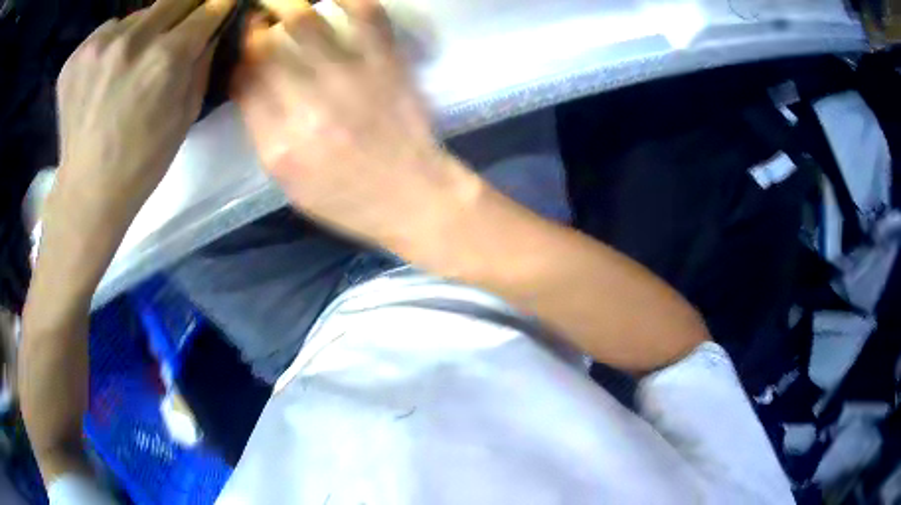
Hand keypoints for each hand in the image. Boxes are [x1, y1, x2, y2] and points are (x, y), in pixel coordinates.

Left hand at [49, 0, 234, 243]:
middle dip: (184, 11)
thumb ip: (200, 62)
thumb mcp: (186, 115)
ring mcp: (98, 46)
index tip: (219, 6)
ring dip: (143, 30)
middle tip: (178, 30)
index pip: (207, 8)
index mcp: (166, 58)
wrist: (88, 192)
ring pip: (136, 16)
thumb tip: (207, 30)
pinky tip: (106, 72)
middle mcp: (132, 41)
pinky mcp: (75, 57)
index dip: (217, 6)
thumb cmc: (142, 161)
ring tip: (131, 62)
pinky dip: (113, 43)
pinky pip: (106, 31)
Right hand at [232, 0, 481, 247]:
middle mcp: (308, 107)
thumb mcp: (290, 184)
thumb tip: (251, 84)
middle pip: (265, 47)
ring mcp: (350, 79)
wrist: (414, 197)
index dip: (239, 56)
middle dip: (256, 25)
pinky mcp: (386, 64)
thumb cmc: (348, 199)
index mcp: (280, 145)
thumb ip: (264, 134)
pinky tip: (334, 0)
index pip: (244, 81)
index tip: (245, 46)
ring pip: (305, 21)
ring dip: (288, 4)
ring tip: (288, 4)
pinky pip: (365, 14)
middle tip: (261, 16)